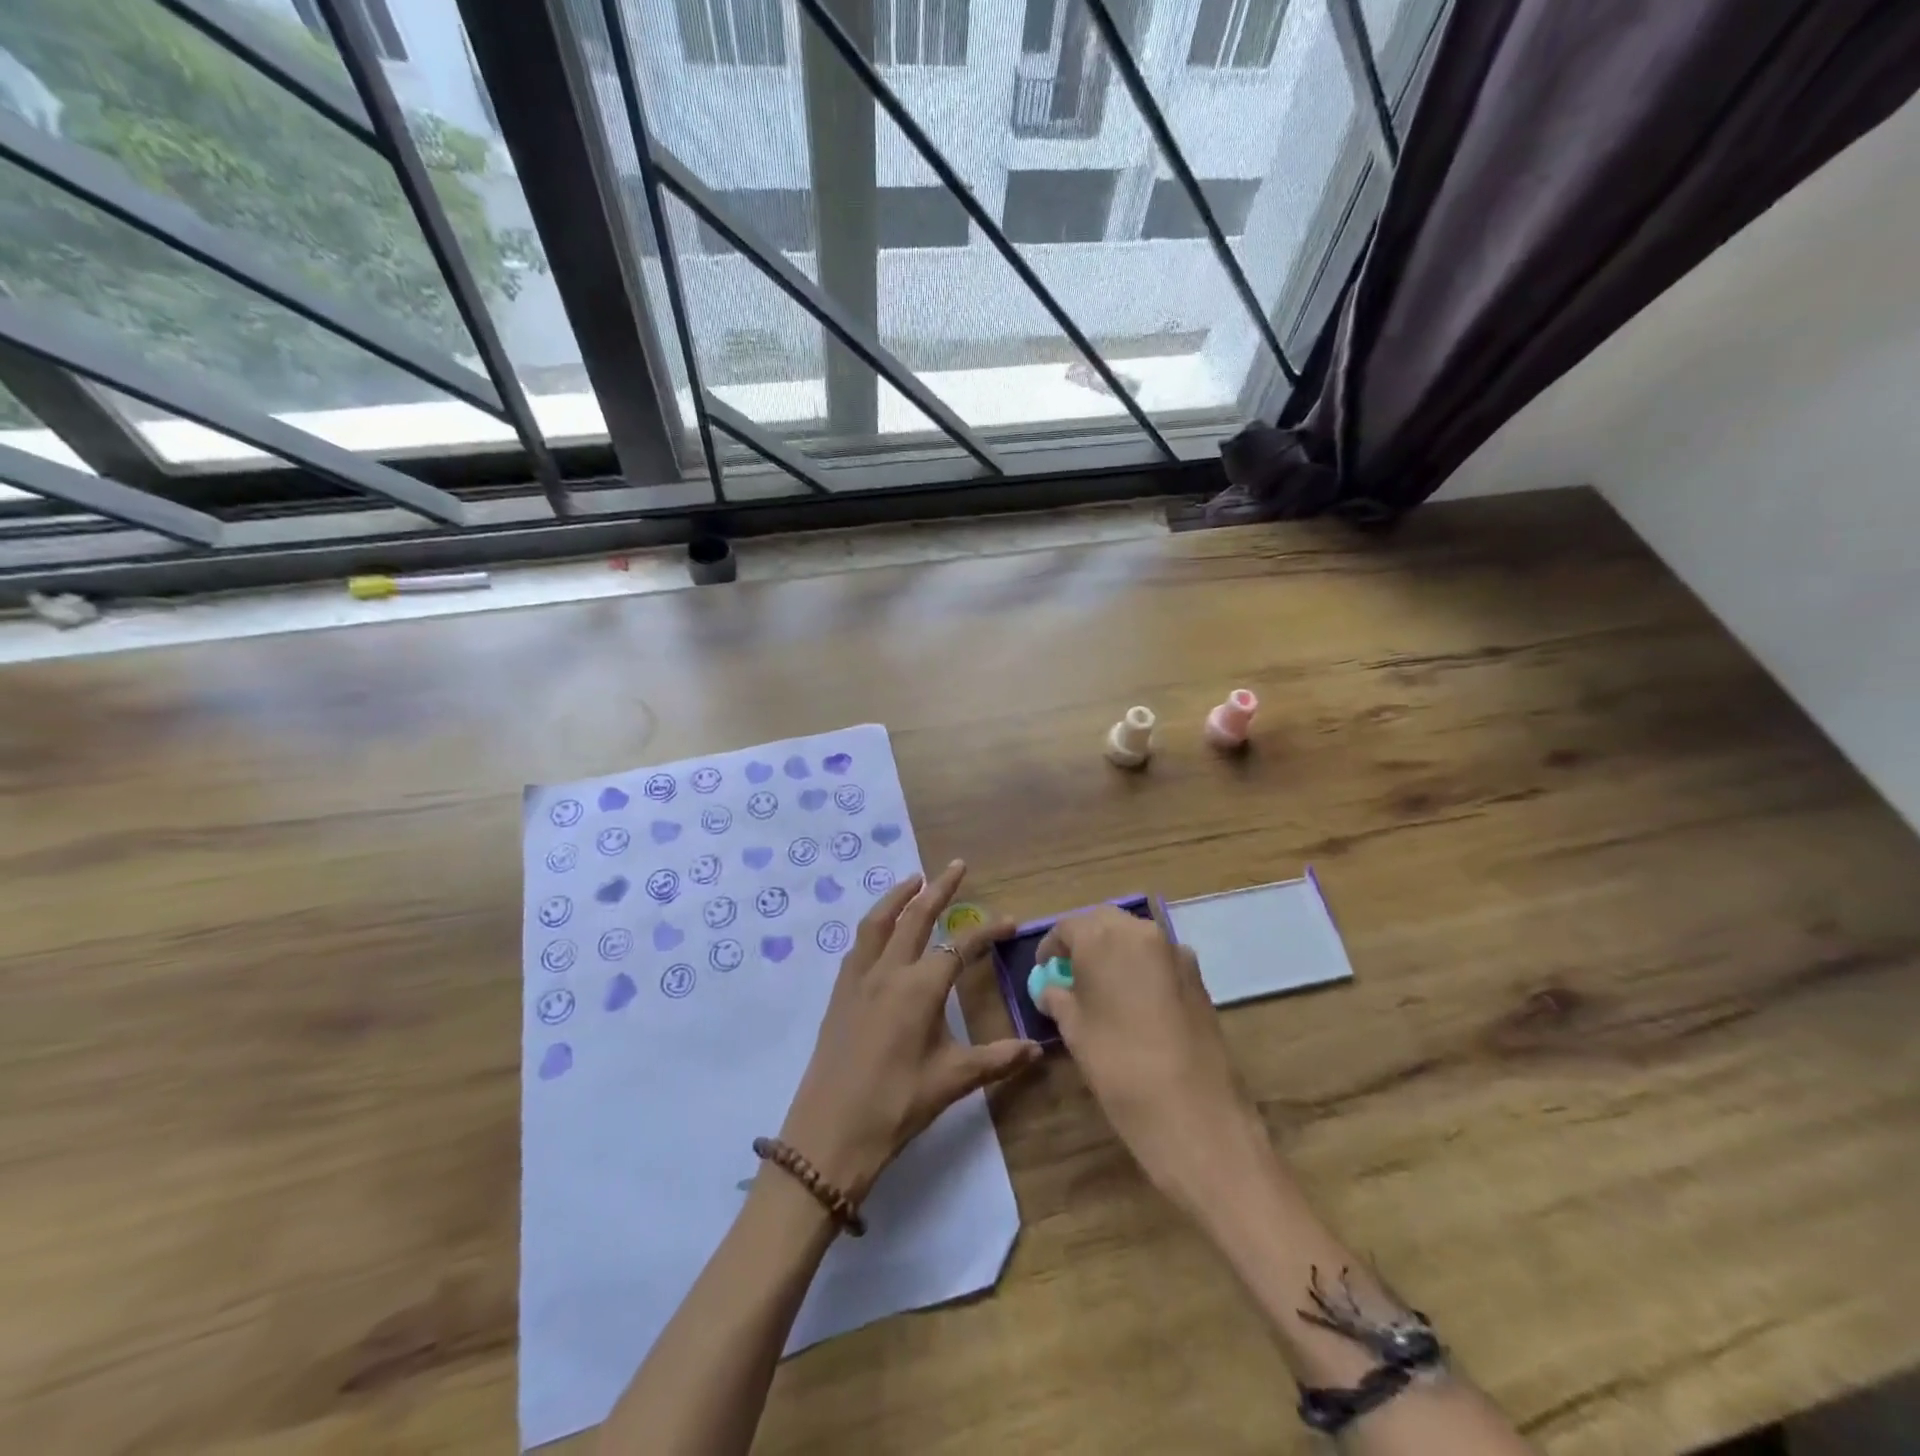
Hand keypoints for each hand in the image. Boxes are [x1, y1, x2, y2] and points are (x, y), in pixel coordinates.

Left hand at [778, 861, 1040, 1202]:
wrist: (829, 1134)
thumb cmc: (896, 1104)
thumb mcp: (952, 1080)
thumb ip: (997, 1059)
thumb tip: (1037, 1048)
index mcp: (920, 987)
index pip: (960, 947)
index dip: (987, 932)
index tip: (1009, 921)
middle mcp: (888, 971)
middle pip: (916, 916)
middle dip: (939, 889)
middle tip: (956, 866)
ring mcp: (858, 979)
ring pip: (879, 922)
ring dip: (898, 896)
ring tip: (915, 880)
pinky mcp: (839, 993)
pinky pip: (859, 944)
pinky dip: (875, 925)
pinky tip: (881, 931)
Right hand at [1036, 907, 1263, 1195]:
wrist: (1195, 1113)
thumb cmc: (1119, 1066)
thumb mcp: (1075, 1031)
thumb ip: (1059, 999)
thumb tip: (1051, 989)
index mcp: (1103, 937)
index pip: (1067, 926)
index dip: (1051, 947)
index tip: (1044, 970)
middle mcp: (1141, 931)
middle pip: (1104, 922)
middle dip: (1084, 941)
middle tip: (1071, 973)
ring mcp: (1175, 952)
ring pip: (1135, 937)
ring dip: (1115, 952)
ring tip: (1102, 989)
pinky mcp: (1198, 976)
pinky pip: (1159, 958)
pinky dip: (1142, 968)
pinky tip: (1136, 1004)